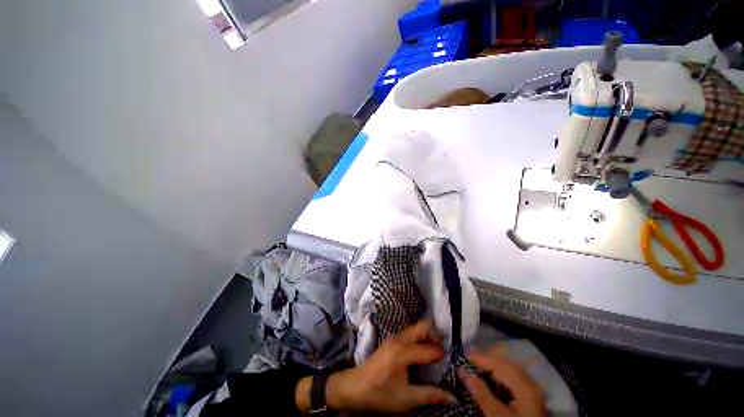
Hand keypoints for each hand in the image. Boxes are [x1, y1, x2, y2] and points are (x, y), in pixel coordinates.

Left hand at [328, 320, 455, 412]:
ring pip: (416, 328)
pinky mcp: (392, 339)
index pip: (429, 349)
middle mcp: (399, 339)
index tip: (452, 361)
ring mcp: (394, 337)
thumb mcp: (406, 399)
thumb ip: (430, 395)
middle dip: (436, 335)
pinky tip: (423, 352)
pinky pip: (410, 333)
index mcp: (402, 353)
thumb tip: (453, 397)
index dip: (442, 355)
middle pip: (423, 326)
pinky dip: (420, 338)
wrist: (355, 386)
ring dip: (428, 336)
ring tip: (436, 352)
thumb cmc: (380, 394)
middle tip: (445, 351)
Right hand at [458, 346, 545, 416]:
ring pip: (510, 372)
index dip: (482, 359)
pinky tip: (491, 381)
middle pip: (506, 366)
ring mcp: (532, 392)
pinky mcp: (530, 400)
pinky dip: (500, 377)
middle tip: (469, 362)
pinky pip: (513, 381)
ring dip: (493, 369)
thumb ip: (482, 394)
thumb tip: (463, 371)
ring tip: (476, 369)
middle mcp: (532, 385)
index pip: (501, 365)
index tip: (464, 356)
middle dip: (487, 362)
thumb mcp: (497, 416)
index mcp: (526, 387)